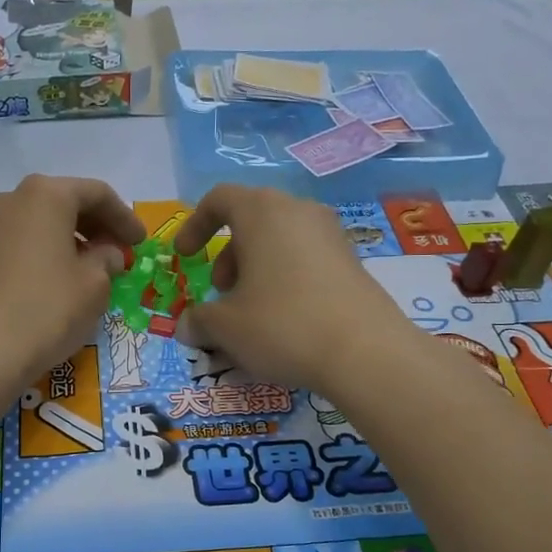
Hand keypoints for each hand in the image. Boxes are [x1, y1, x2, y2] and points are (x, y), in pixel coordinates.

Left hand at [0, 175, 144, 395]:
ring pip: (43, 220)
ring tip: (94, 266)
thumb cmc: (48, 308)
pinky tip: (62, 275)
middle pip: (66, 201)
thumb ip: (107, 259)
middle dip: (97, 225)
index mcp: (47, 194)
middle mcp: (14, 197)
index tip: (141, 242)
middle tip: (120, 251)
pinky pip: (24, 239)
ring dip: (72, 237)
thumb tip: (106, 253)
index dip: (124, 217)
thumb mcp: (94, 285)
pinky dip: (48, 249)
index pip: (97, 193)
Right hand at [172, 184, 415, 391]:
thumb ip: (198, 320)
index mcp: (262, 212)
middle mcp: (298, 211)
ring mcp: (331, 235)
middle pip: (251, 220)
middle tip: (222, 294)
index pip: (220, 199)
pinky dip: (285, 279)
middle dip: (228, 256)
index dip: (195, 225)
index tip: (185, 258)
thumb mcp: (225, 327)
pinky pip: (305, 259)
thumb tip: (188, 326)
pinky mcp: (352, 261)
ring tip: (252, 312)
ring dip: (256, 270)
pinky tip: (285, 321)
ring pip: (280, 241)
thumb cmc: (282, 324)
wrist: (365, 352)